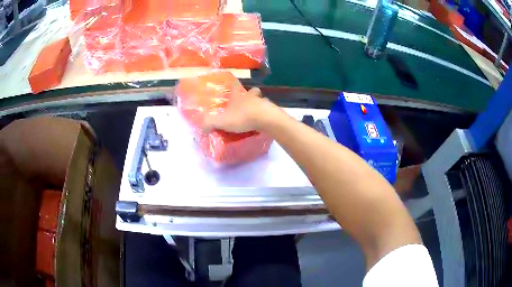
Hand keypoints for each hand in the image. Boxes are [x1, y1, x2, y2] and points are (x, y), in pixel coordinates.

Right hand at [202, 87, 279, 132]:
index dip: (234, 85)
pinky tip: (264, 122)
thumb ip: (210, 123)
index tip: (234, 83)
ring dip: (259, 104)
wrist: (265, 118)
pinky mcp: (271, 111)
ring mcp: (263, 102)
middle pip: (252, 91)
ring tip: (257, 113)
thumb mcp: (222, 121)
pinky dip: (266, 114)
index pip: (235, 86)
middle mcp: (250, 97)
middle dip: (251, 94)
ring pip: (262, 100)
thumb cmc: (242, 117)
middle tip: (248, 102)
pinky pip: (269, 110)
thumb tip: (202, 128)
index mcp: (238, 97)